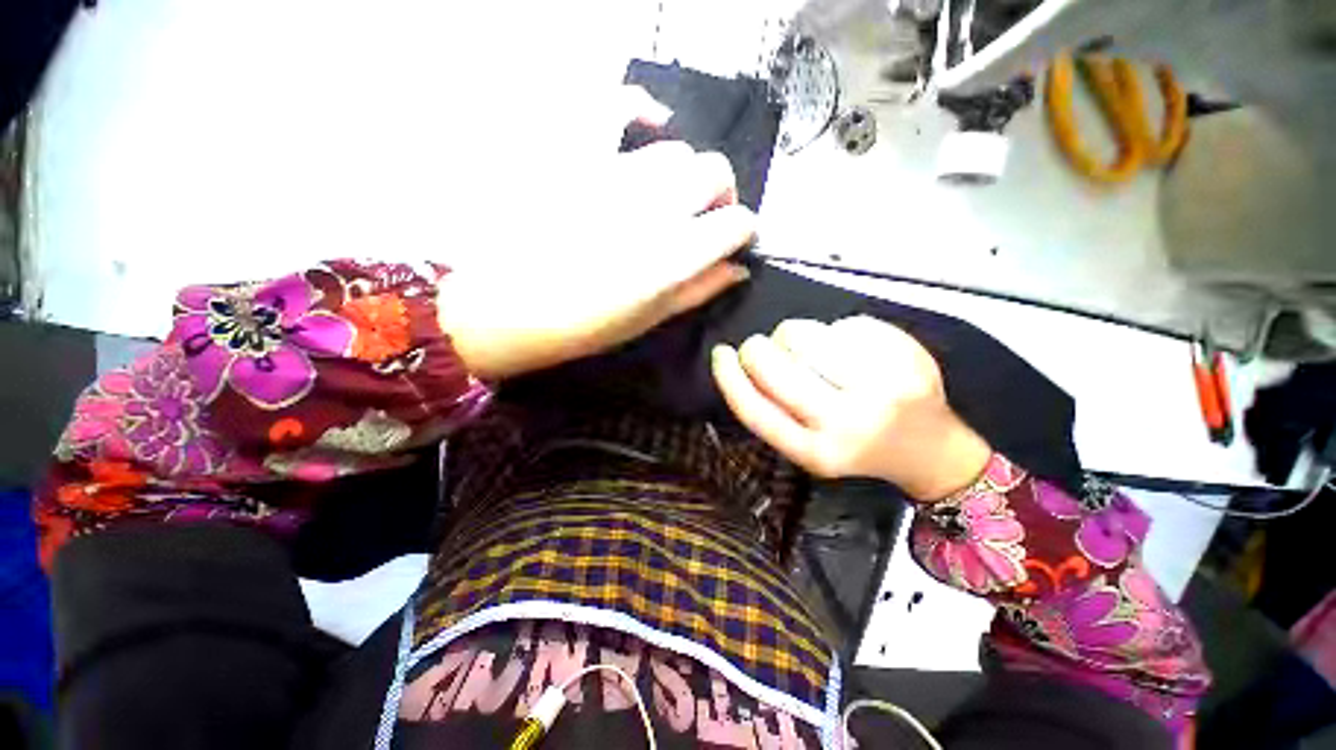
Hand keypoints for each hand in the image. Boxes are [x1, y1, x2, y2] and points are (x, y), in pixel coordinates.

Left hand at [436, 88, 755, 380]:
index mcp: (675, 255)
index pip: (737, 223)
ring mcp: (613, 172)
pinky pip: (615, 105)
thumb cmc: (580, 326)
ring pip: (675, 150)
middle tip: (703, 217)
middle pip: (715, 171)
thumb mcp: (649, 319)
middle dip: (720, 195)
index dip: (741, 232)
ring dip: (683, 173)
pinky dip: (638, 106)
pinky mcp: (574, 151)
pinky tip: (648, 119)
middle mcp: (655, 205)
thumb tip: (738, 268)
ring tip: (666, 194)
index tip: (731, 241)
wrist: (500, 308)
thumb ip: (700, 290)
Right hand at [711, 316, 991, 500]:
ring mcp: (882, 389)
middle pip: (777, 368)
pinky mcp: (909, 360)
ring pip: (809, 337)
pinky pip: (846, 325)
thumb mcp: (809, 446)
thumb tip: (746, 362)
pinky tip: (850, 346)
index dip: (729, 378)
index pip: (756, 411)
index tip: (720, 355)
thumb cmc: (857, 447)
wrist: (929, 451)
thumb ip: (775, 412)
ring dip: (796, 334)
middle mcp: (848, 425)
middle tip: (761, 346)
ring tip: (809, 347)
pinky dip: (837, 330)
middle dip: (758, 348)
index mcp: (816, 454)